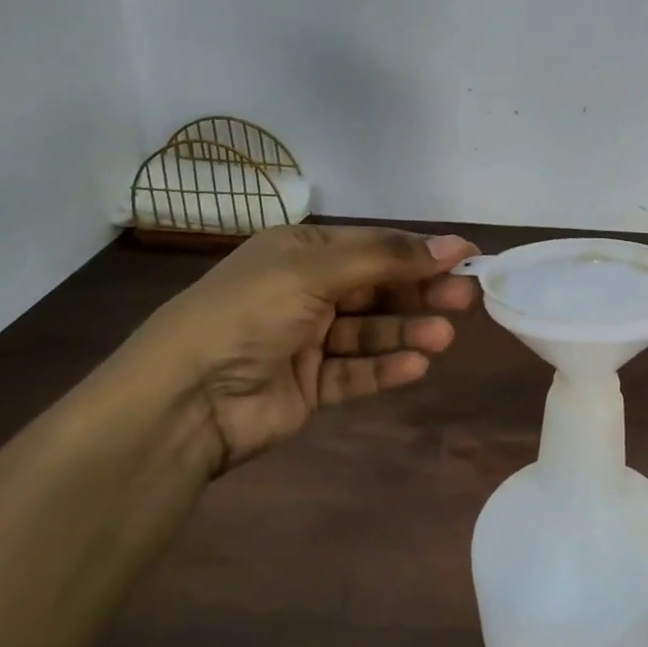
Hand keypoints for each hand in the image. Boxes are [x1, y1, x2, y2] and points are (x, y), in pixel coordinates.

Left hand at [129, 225, 478, 473]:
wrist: (180, 402)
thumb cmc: (248, 313)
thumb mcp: (314, 271)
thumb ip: (386, 259)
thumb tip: (452, 245)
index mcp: (299, 253)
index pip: (373, 246)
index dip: (420, 250)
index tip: (467, 256)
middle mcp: (305, 292)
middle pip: (377, 289)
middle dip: (420, 292)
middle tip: (465, 300)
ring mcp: (306, 342)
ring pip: (370, 332)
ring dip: (407, 332)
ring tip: (443, 338)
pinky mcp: (307, 387)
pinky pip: (355, 373)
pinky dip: (385, 369)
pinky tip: (415, 366)